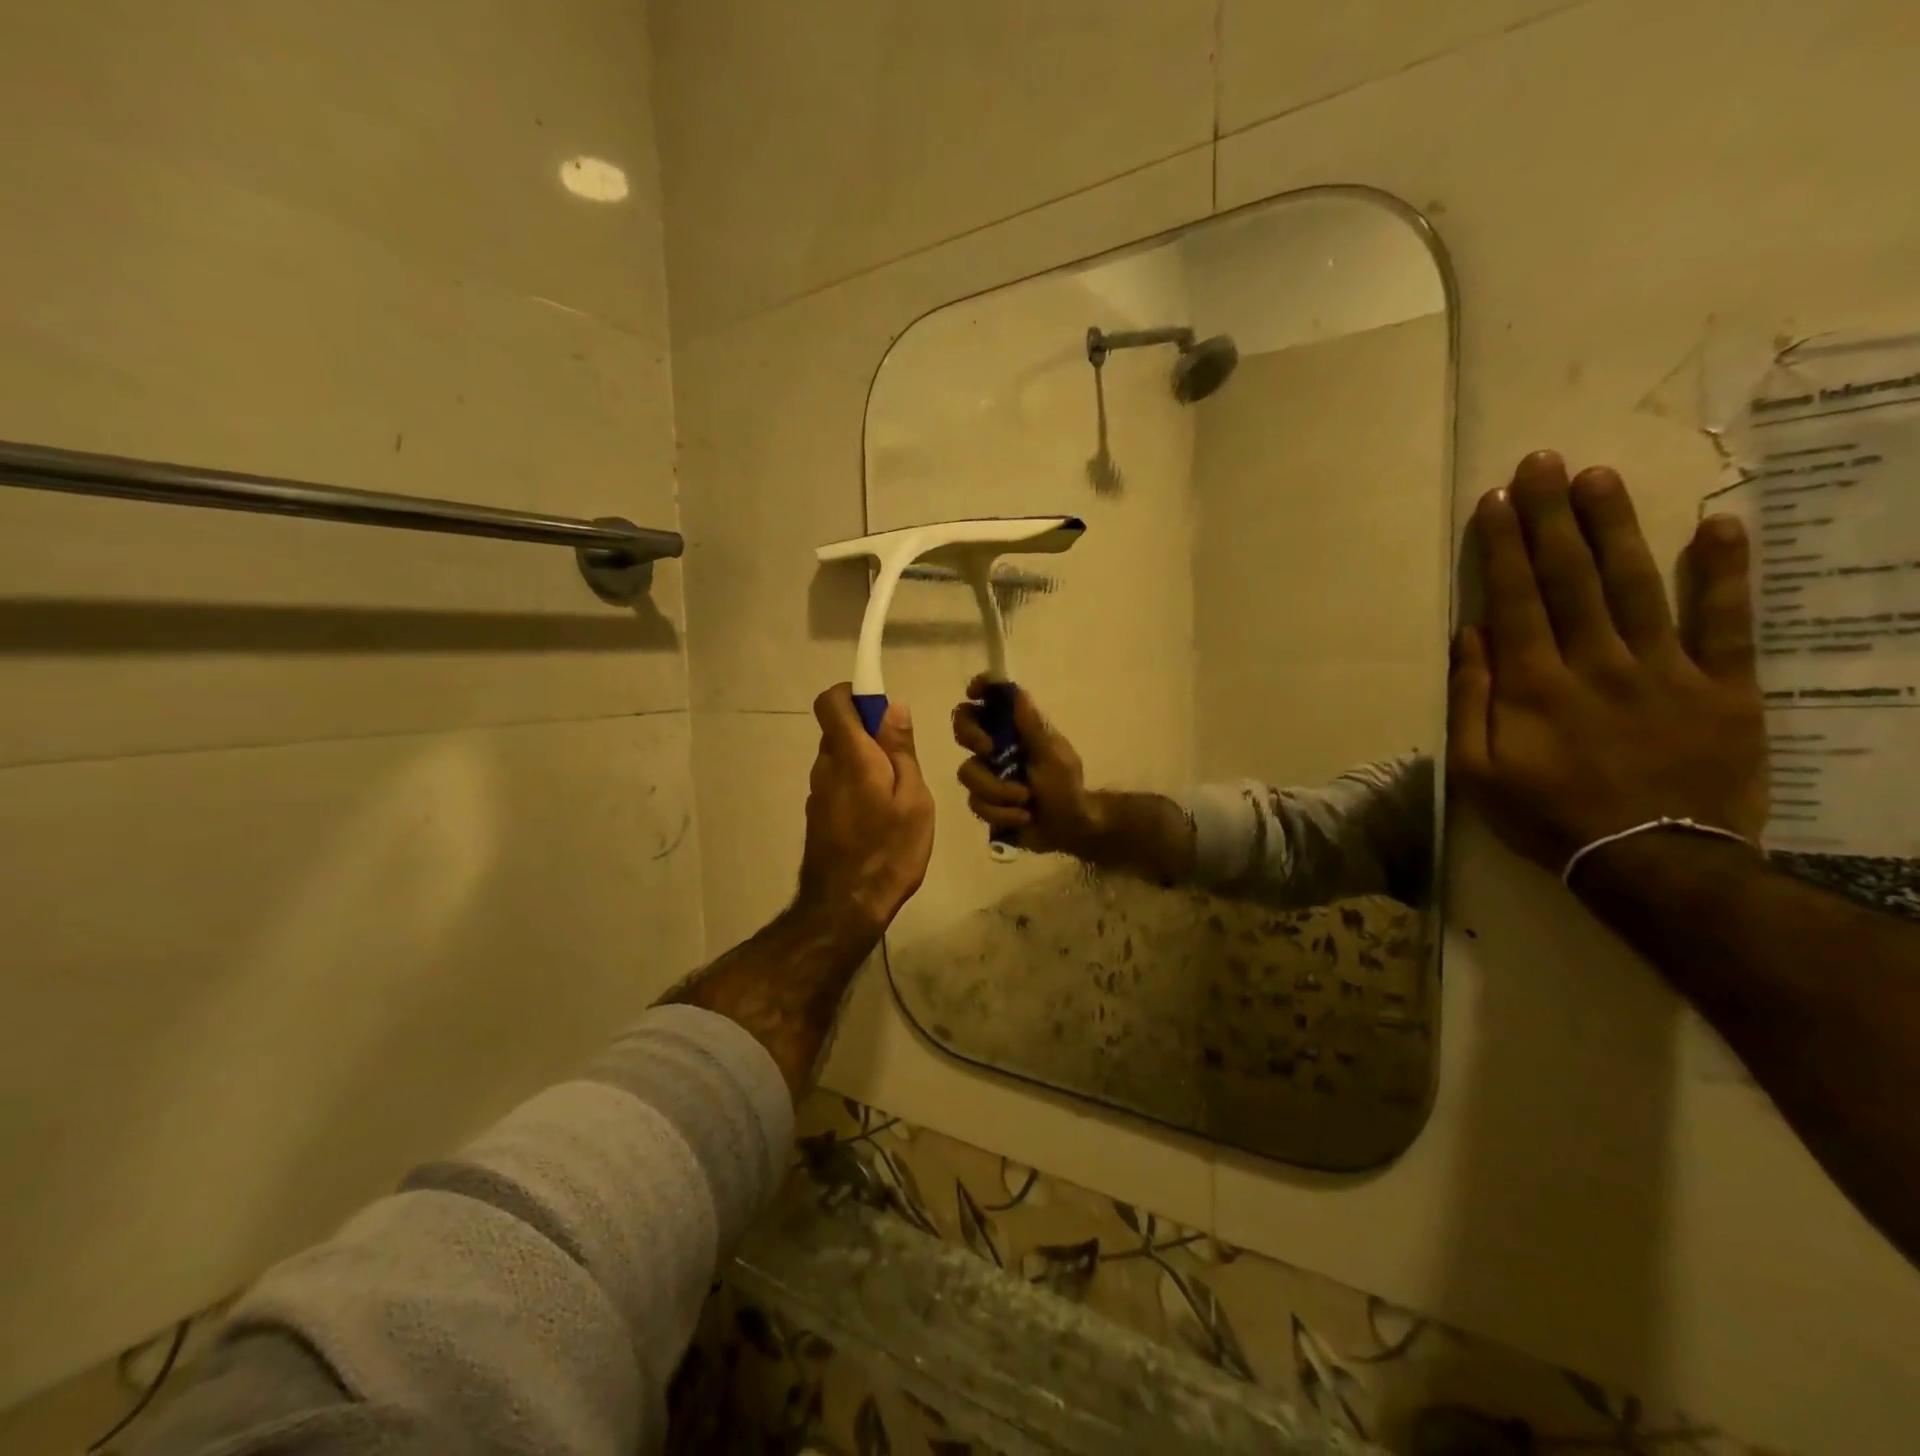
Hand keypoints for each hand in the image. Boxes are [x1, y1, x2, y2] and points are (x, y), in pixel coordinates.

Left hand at [798, 684, 934, 934]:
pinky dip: (858, 784)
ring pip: (840, 758)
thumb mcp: (913, 797)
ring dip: (865, 762)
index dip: (853, 692)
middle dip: (869, 732)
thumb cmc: (890, 849)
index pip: (831, 701)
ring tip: (897, 795)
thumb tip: (893, 706)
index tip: (882, 708)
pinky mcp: (818, 814)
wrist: (847, 906)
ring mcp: (818, 792)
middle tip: (904, 761)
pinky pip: (838, 782)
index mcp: (850, 755)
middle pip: (839, 729)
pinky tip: (880, 816)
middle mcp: (825, 767)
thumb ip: (900, 749)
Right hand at [951, 675, 1103, 855]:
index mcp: (1015, 729)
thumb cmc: (1067, 786)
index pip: (991, 699)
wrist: (1070, 828)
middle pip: (962, 727)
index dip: (980, 688)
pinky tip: (1022, 817)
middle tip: (988, 749)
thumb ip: (1033, 727)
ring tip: (1025, 800)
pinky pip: (977, 803)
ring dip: (998, 790)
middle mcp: (996, 747)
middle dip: (970, 735)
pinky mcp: (984, 802)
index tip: (974, 692)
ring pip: (968, 773)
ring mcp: (987, 775)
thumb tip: (1017, 693)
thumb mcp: (1054, 755)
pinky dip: (1002, 813)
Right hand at [1449, 451, 1767, 874]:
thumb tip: (1469, 637)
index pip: (1515, 599)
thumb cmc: (1547, 817)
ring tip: (1600, 477)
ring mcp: (1666, 671)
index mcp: (1533, 685)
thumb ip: (1469, 701)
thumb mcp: (1476, 771)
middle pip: (1570, 578)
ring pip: (1637, 586)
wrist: (1652, 862)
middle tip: (1543, 463)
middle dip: (1552, 517)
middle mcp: (1596, 663)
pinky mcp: (1725, 688)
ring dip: (1616, 528)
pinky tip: (1719, 524)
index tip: (1496, 500)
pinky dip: (1725, 573)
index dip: (1503, 547)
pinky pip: (1727, 623)